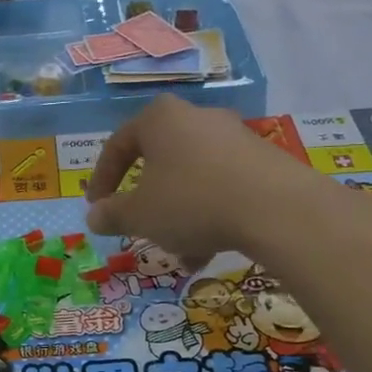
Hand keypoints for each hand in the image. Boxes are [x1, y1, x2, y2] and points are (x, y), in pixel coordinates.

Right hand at [84, 96, 314, 262]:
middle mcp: (196, 117)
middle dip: (148, 203)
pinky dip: (210, 214)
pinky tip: (211, 251)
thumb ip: (112, 215)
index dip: (102, 180)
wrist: (277, 208)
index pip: (118, 145)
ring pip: (192, 179)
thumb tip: (93, 216)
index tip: (97, 207)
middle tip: (140, 229)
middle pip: (159, 162)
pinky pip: (222, 186)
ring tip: (182, 255)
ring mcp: (234, 136)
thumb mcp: (140, 215)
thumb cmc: (192, 201)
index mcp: (159, 119)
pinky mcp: (263, 159)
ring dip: (180, 216)